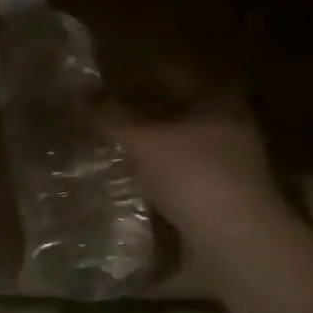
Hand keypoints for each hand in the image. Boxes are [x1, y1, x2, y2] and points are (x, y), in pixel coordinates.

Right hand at [93, 79, 290, 250]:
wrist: (237, 241)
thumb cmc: (193, 175)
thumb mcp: (144, 141)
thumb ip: (110, 116)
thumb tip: (76, 95)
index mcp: (218, 98)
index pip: (169, 72)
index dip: (134, 71)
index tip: (102, 75)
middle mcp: (229, 122)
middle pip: (175, 106)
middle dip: (139, 106)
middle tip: (100, 106)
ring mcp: (230, 160)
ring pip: (178, 138)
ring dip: (147, 138)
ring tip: (109, 137)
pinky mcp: (222, 191)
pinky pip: (181, 167)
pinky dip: (156, 165)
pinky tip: (131, 171)